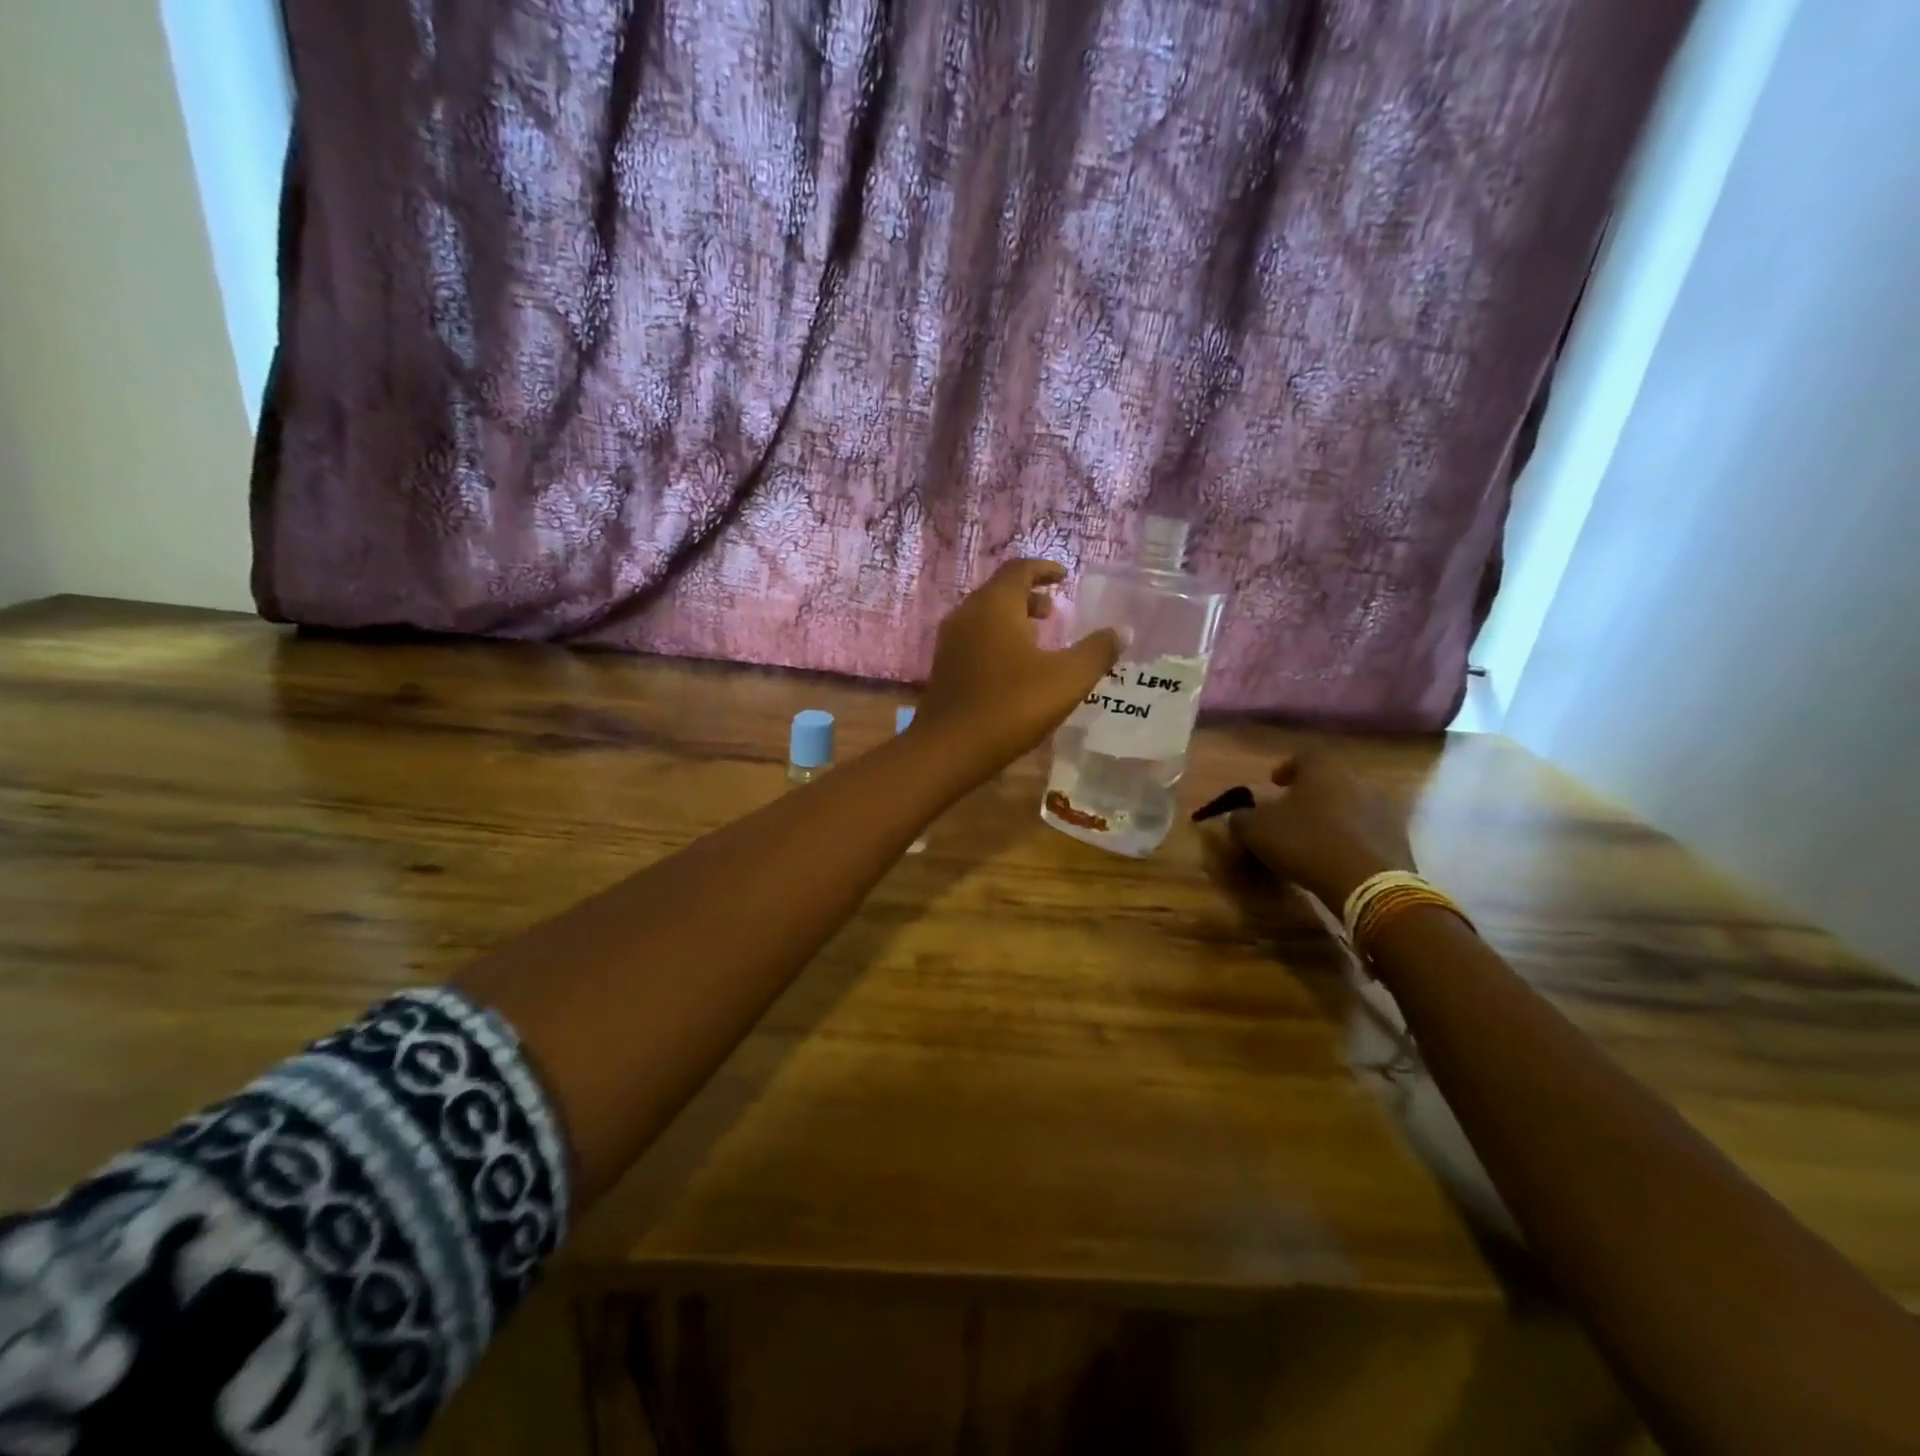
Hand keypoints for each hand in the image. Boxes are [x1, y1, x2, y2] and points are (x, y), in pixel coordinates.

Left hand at [915, 559, 1124, 777]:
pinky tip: (1015, 668)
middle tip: (1055, 611)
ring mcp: (950, 641)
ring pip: (985, 616)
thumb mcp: (1067, 679)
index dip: (1044, 569)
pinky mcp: (944, 667)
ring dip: (1013, 619)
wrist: (949, 749)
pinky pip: (975, 639)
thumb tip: (1122, 631)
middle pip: (1000, 591)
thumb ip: (1097, 651)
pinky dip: (998, 639)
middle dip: (1029, 595)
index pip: (1019, 569)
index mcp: (995, 605)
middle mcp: (967, 614)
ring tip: (1040, 638)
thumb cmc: (1011, 706)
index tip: (1064, 577)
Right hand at [1227, 751, 1416, 910]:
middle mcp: (1357, 779)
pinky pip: (1367, 830)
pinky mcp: (1398, 837)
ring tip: (1314, 837)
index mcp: (1323, 769)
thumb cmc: (1306, 843)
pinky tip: (1336, 856)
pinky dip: (1351, 837)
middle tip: (1292, 812)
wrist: (1367, 882)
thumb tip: (1237, 816)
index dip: (1287, 768)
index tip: (1274, 784)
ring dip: (1332, 816)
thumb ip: (1241, 819)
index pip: (1304, 755)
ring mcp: (1383, 808)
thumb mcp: (1257, 831)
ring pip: (1350, 804)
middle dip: (1310, 793)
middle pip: (1330, 779)